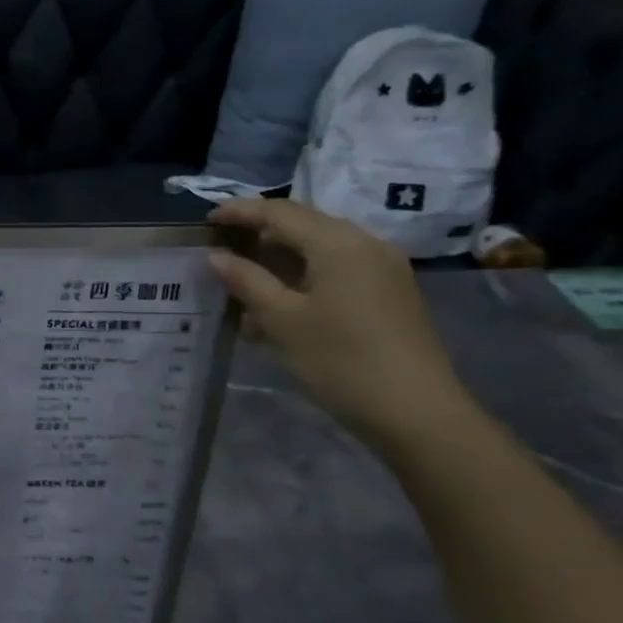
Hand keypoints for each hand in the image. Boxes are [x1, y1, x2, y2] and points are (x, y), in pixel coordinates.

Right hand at [208, 199, 473, 450]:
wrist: (413, 410)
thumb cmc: (339, 360)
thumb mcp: (282, 320)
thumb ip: (247, 281)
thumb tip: (216, 256)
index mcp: (338, 243)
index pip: (280, 213)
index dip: (241, 211)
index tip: (208, 218)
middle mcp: (365, 243)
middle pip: (304, 224)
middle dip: (261, 230)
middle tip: (223, 244)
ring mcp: (383, 267)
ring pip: (321, 246)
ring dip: (281, 255)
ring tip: (245, 274)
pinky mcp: (389, 291)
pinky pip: (338, 267)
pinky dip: (304, 273)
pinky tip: (281, 298)